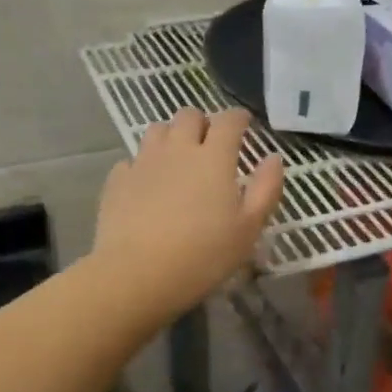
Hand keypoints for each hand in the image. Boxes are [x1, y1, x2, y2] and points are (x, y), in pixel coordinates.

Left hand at [90, 108, 284, 320]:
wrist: (136, 275)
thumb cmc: (203, 255)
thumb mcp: (248, 228)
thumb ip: (265, 189)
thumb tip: (274, 158)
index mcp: (214, 157)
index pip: (229, 121)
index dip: (239, 118)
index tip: (245, 124)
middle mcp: (178, 149)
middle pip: (189, 116)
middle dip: (203, 122)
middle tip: (210, 142)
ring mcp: (143, 162)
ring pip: (157, 129)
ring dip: (171, 136)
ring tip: (178, 157)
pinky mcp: (117, 180)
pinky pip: (132, 159)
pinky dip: (143, 164)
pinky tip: (147, 183)